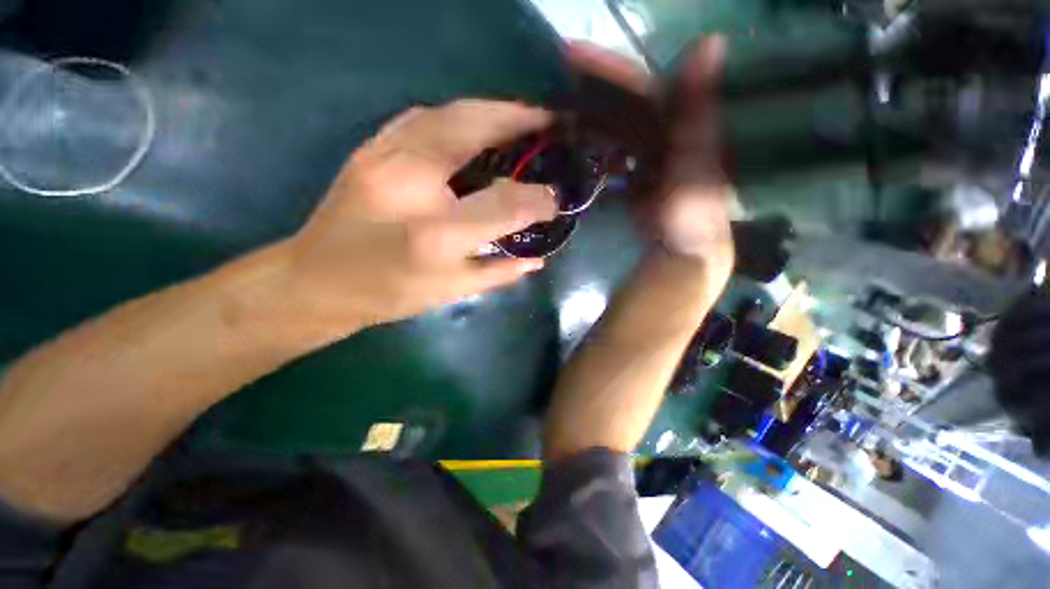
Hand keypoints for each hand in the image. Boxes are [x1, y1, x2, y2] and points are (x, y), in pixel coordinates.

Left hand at [277, 100, 557, 333]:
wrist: (316, 282)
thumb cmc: (387, 293)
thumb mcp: (450, 292)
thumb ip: (498, 272)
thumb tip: (537, 258)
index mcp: (434, 233)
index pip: (502, 203)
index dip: (536, 199)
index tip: (555, 199)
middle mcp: (409, 183)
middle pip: (472, 128)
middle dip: (517, 119)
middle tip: (548, 120)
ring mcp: (383, 155)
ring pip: (447, 111)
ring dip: (491, 109)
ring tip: (520, 116)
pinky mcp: (370, 147)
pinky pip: (422, 116)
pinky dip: (457, 113)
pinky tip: (475, 122)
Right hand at [568, 38, 734, 285]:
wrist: (685, 248)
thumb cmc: (692, 211)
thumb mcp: (697, 161)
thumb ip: (697, 110)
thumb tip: (709, 40)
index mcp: (679, 119)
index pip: (639, 85)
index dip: (607, 69)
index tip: (569, 56)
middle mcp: (662, 127)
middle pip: (619, 102)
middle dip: (587, 92)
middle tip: (549, 85)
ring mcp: (646, 150)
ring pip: (611, 125)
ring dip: (584, 118)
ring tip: (552, 112)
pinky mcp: (634, 172)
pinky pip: (610, 151)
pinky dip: (591, 145)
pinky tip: (571, 142)